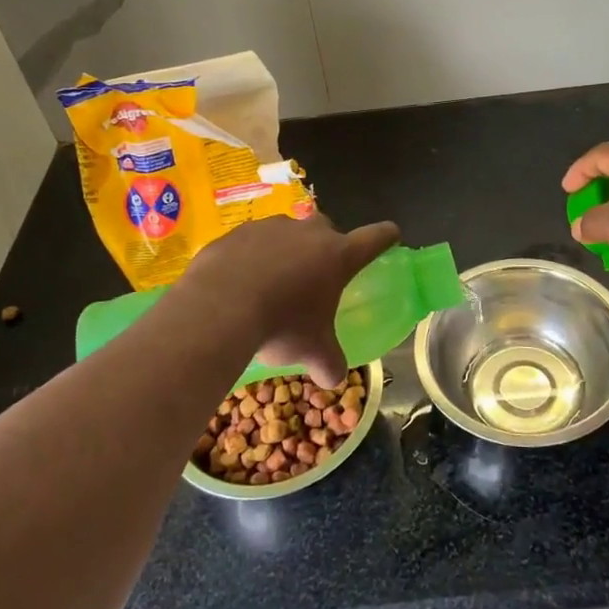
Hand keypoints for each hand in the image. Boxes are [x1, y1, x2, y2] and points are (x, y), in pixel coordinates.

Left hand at [177, 214, 400, 387]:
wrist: (217, 308)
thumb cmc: (281, 325)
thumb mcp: (311, 350)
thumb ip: (329, 362)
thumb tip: (333, 380)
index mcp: (338, 255)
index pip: (375, 238)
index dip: (385, 237)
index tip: (390, 235)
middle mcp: (308, 232)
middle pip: (327, 231)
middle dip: (325, 248)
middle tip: (315, 278)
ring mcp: (270, 227)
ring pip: (286, 234)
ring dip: (285, 252)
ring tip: (270, 284)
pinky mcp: (236, 232)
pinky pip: (250, 242)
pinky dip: (250, 258)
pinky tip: (237, 284)